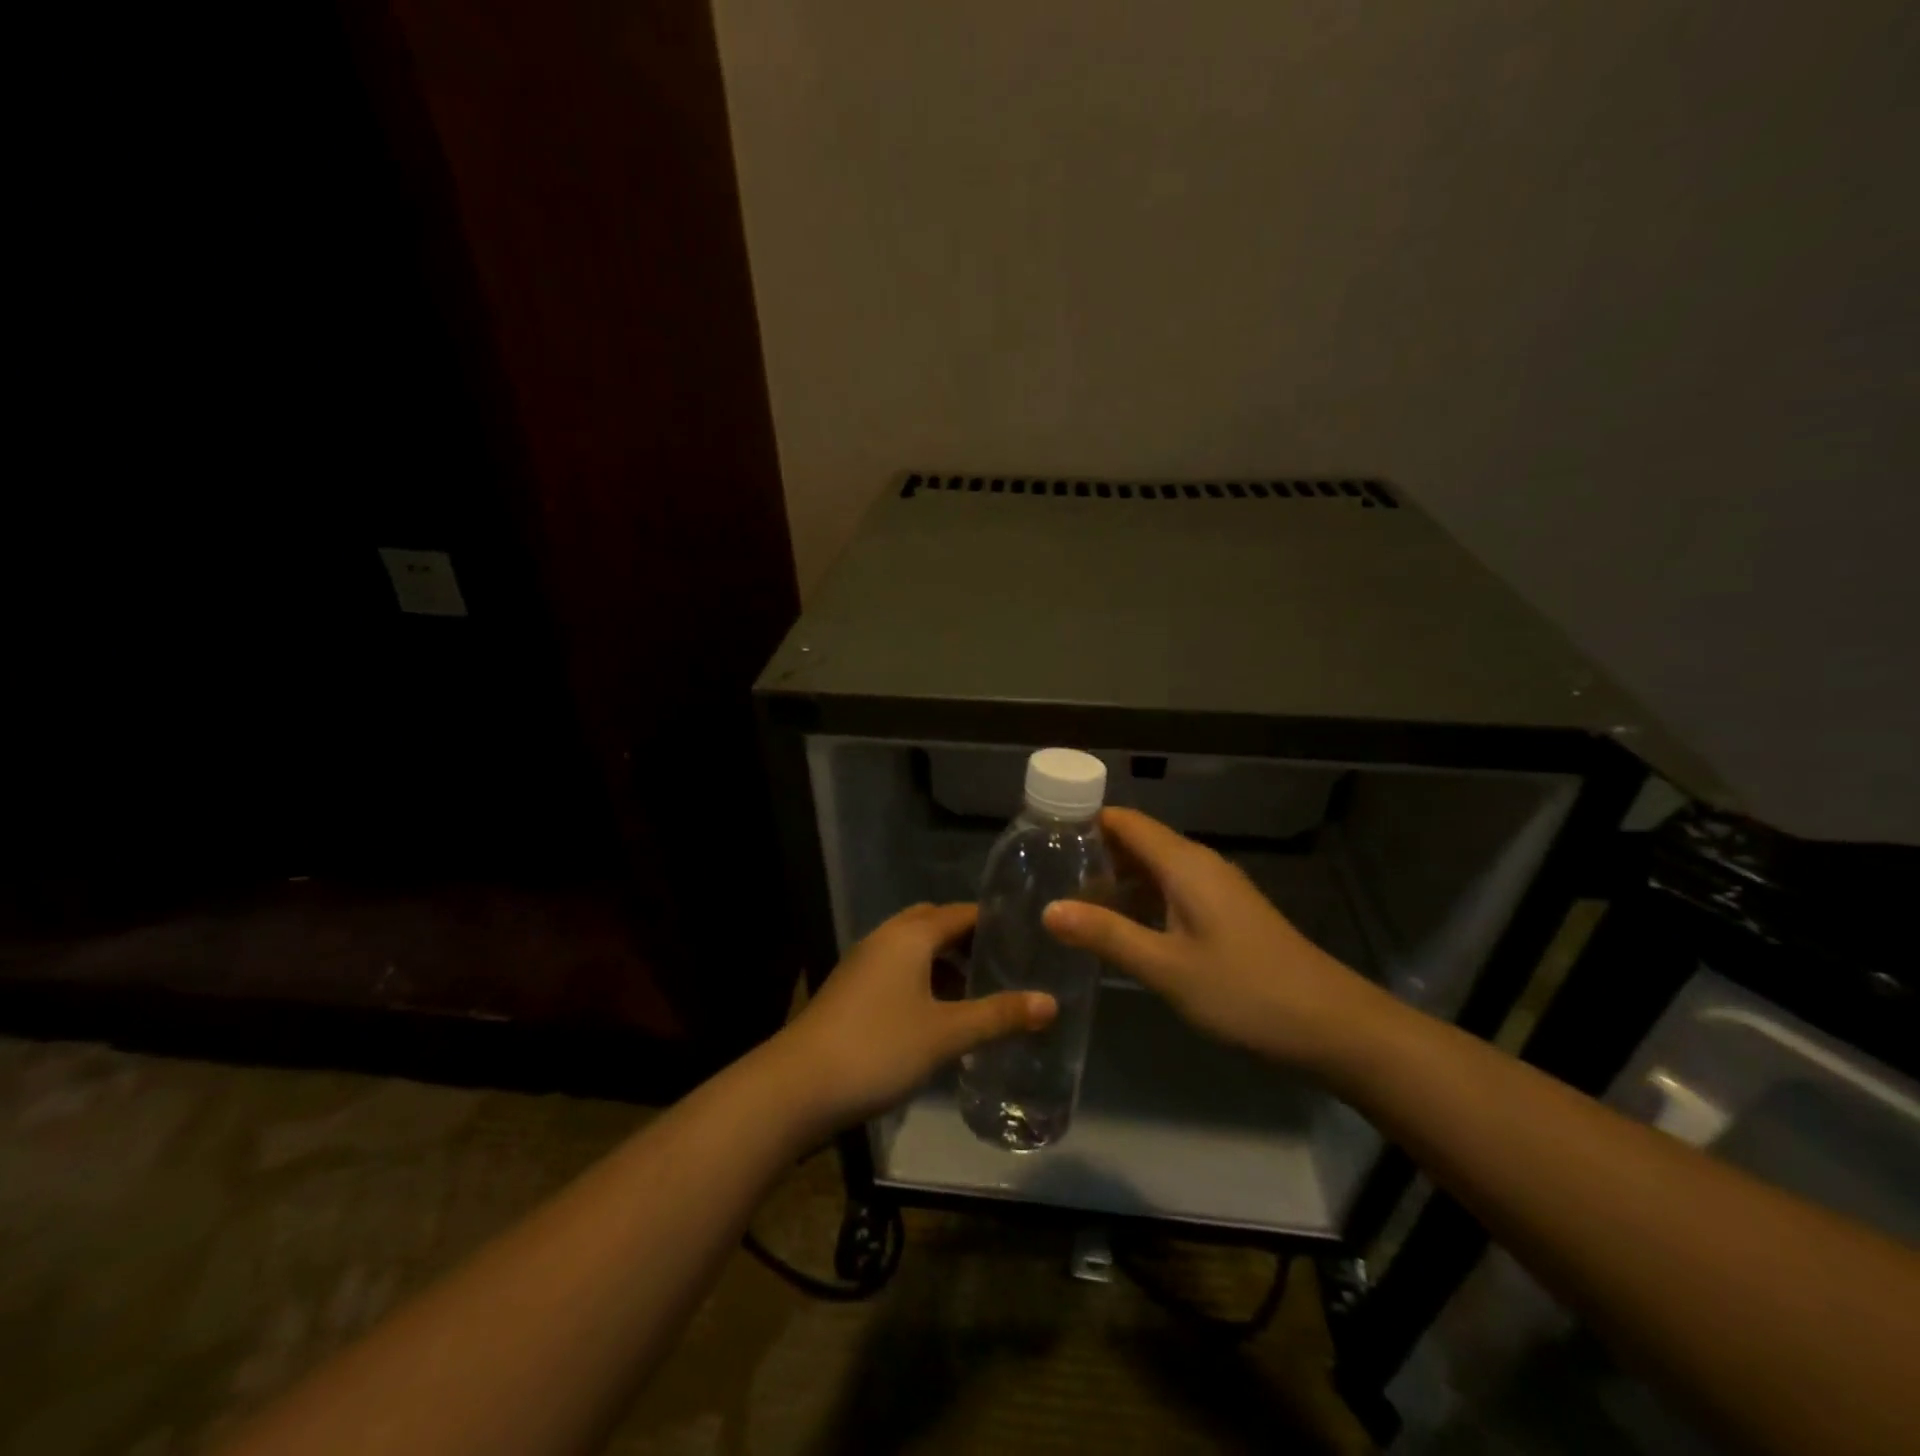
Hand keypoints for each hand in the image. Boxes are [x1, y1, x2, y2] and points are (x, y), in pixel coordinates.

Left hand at [775, 903, 1056, 1131]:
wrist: (796, 1087)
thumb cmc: (878, 1048)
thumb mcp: (946, 1034)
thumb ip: (998, 1016)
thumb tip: (1050, 1003)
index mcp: (909, 936)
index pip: (960, 913)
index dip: (992, 921)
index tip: (1025, 936)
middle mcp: (884, 939)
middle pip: (933, 925)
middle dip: (967, 940)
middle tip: (1003, 964)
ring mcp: (862, 964)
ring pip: (912, 950)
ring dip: (943, 964)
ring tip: (977, 992)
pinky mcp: (850, 992)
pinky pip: (896, 971)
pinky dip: (921, 981)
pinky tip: (937, 1017)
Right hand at [1043, 808, 1381, 1071]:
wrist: (1333, 1026)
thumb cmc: (1246, 992)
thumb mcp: (1166, 968)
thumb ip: (1106, 935)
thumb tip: (1048, 909)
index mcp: (1185, 864)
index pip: (1125, 821)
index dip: (1083, 820)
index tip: (1040, 836)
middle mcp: (1199, 865)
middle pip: (1137, 842)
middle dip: (1092, 853)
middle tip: (1043, 874)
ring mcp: (1216, 890)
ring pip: (1153, 869)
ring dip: (1114, 880)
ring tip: (1068, 901)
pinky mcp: (1225, 915)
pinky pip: (1170, 891)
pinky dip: (1139, 900)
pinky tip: (1117, 928)